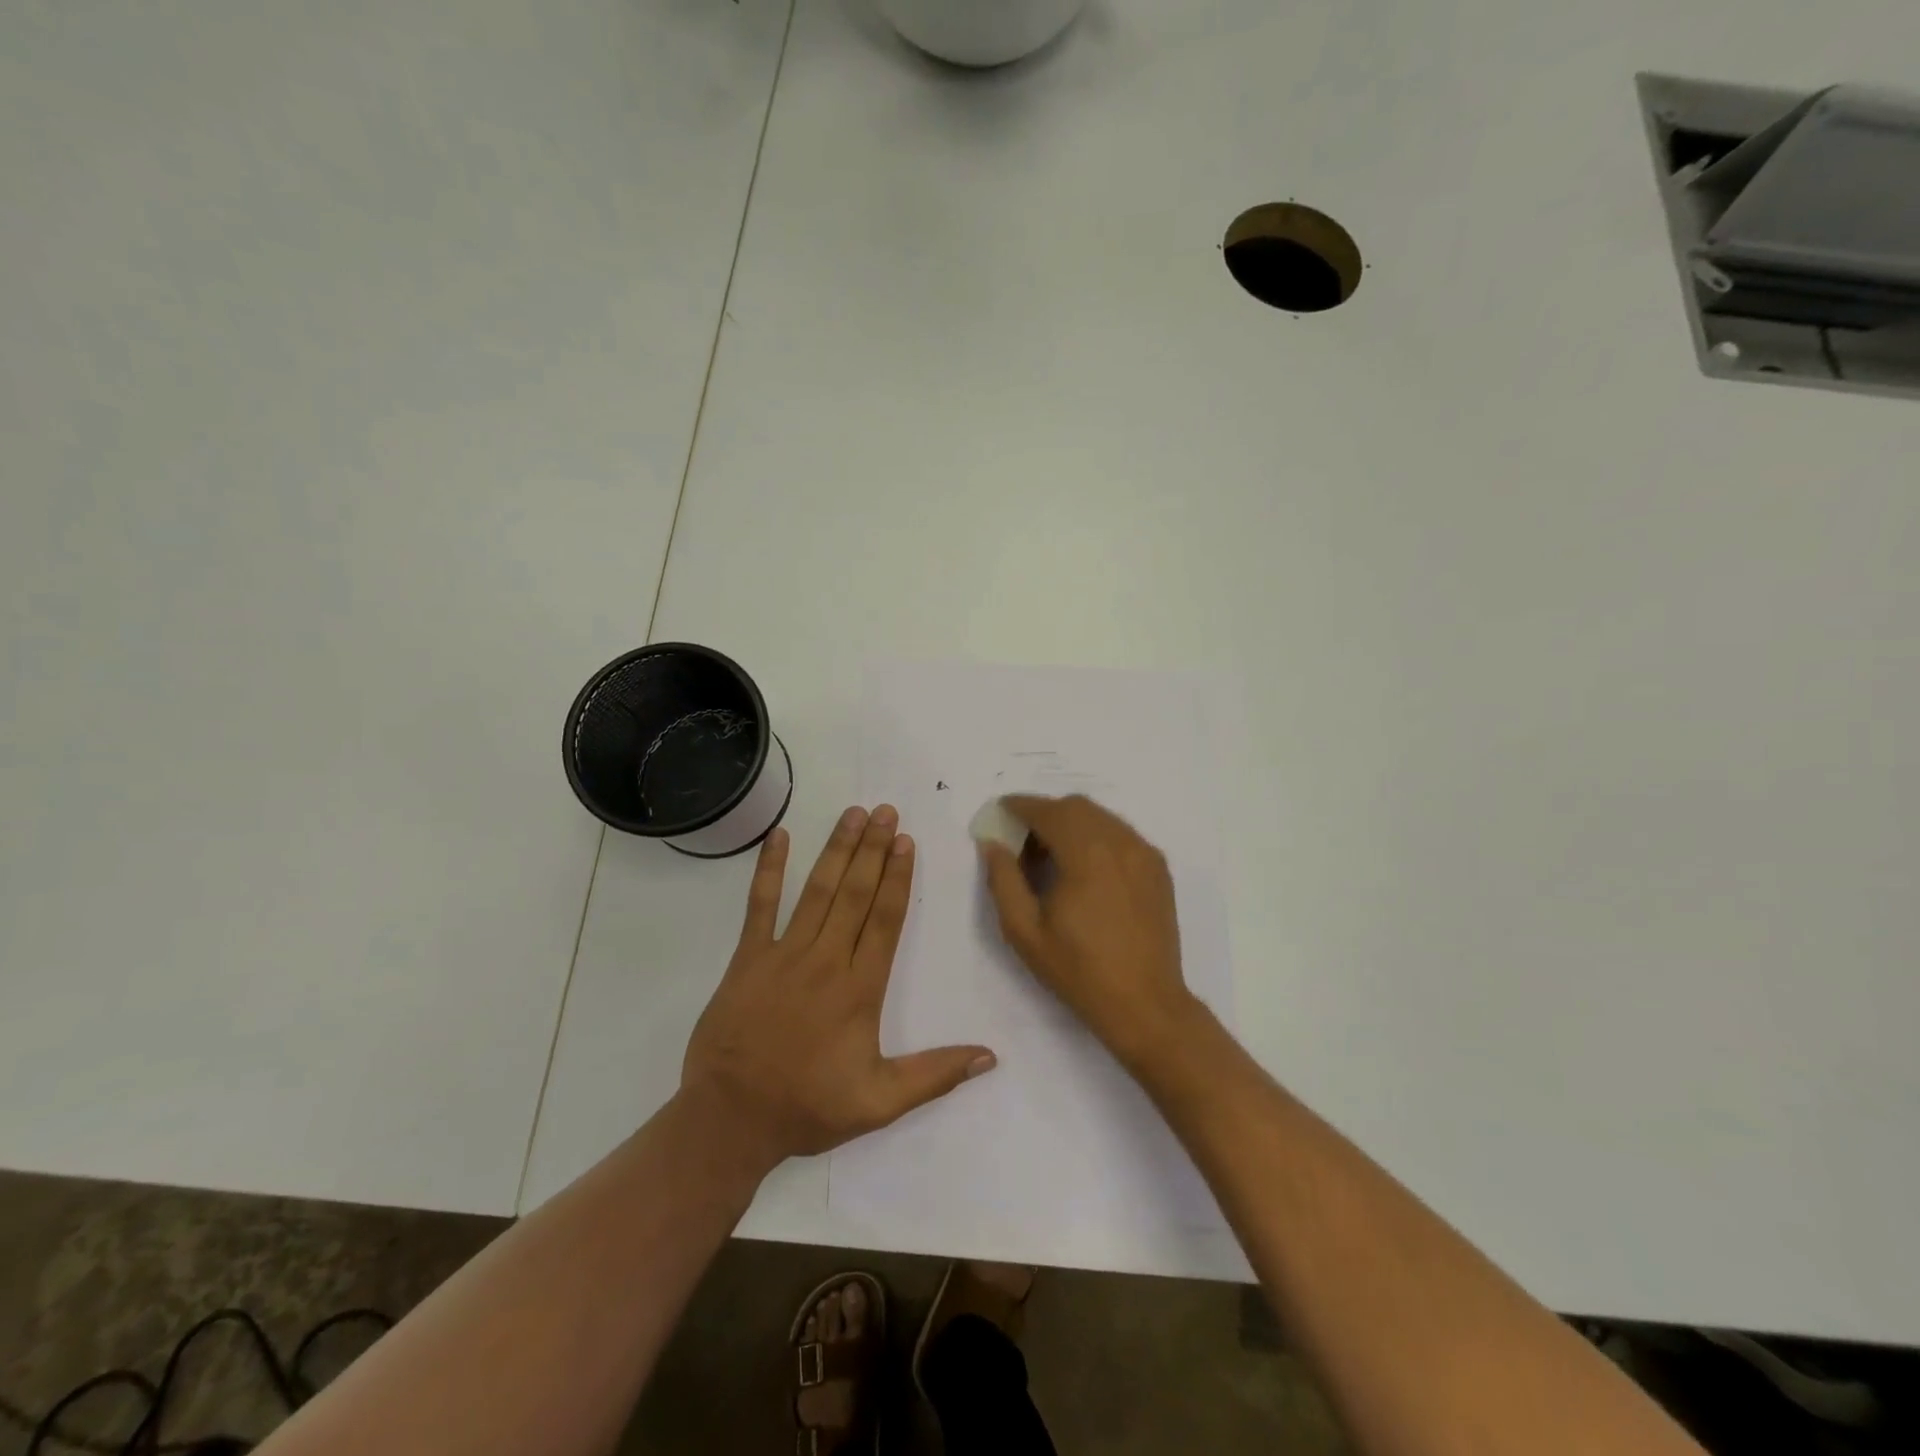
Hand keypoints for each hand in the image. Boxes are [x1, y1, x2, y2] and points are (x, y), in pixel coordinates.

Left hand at [682, 805, 996, 1169]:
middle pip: (856, 895)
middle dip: (874, 850)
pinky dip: (768, 870)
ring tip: (854, 814)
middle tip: (886, 811)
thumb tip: (990, 1057)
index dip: (898, 878)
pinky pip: (759, 906)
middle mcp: (825, 961)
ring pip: (817, 891)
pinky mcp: (747, 959)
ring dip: (837, 850)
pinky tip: (779, 837)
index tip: (907, 842)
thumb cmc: (807, 1108)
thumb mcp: (880, 1103)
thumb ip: (935, 1075)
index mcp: (859, 990)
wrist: (729, 1121)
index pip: (885, 920)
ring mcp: (783, 955)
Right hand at [979, 794, 1200, 1069]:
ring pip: (1101, 817)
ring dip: (1071, 823)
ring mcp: (1144, 853)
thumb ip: (1003, 879)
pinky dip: (1097, 836)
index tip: (1001, 811)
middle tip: (1022, 840)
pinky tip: (1084, 868)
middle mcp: (1120, 842)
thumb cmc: (1078, 970)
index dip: (1021, 806)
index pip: (1048, 811)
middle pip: (1076, 806)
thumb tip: (992, 843)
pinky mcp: (1158, 868)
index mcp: (1086, 854)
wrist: (1144, 1003)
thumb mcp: (1024, 930)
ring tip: (1052, 856)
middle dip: (1045, 813)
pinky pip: (1121, 834)